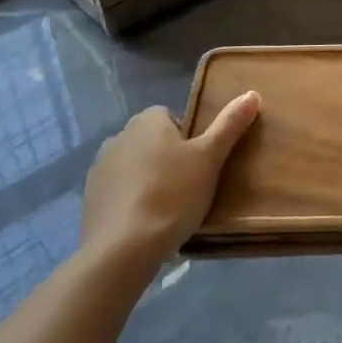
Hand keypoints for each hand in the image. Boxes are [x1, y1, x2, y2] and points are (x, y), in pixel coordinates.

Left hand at [80, 93, 260, 267]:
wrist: (123, 249)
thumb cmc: (172, 194)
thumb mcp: (210, 158)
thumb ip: (230, 125)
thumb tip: (252, 93)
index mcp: (147, 121)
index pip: (171, 117)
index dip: (188, 139)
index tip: (200, 164)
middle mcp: (118, 137)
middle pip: (152, 142)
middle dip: (168, 159)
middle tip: (190, 186)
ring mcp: (99, 170)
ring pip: (134, 167)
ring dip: (148, 180)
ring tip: (169, 209)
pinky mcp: (89, 201)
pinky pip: (118, 193)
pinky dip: (131, 202)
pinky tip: (146, 224)